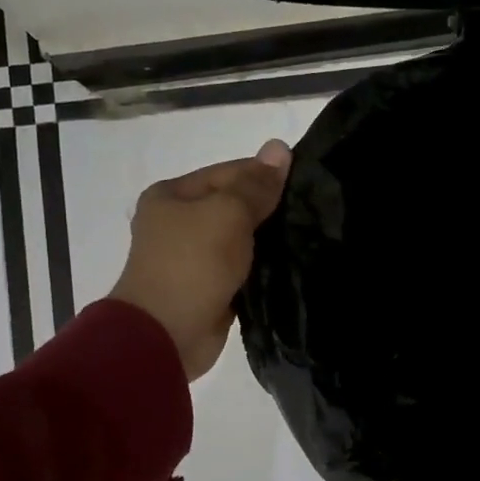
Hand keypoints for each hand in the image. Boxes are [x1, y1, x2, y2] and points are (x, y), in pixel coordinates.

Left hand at [107, 140, 291, 379]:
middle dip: (268, 209)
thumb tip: (279, 146)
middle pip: (233, 206)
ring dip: (268, 240)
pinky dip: (262, 267)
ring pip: (240, 239)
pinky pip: (242, 269)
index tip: (305, 182)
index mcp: (172, 195)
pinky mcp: (209, 288)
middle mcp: (177, 223)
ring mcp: (192, 258)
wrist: (167, 334)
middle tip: (312, 211)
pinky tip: (292, 264)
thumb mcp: (227, 213)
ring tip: (309, 236)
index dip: (265, 175)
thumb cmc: (193, 263)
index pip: (229, 172)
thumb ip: (256, 184)